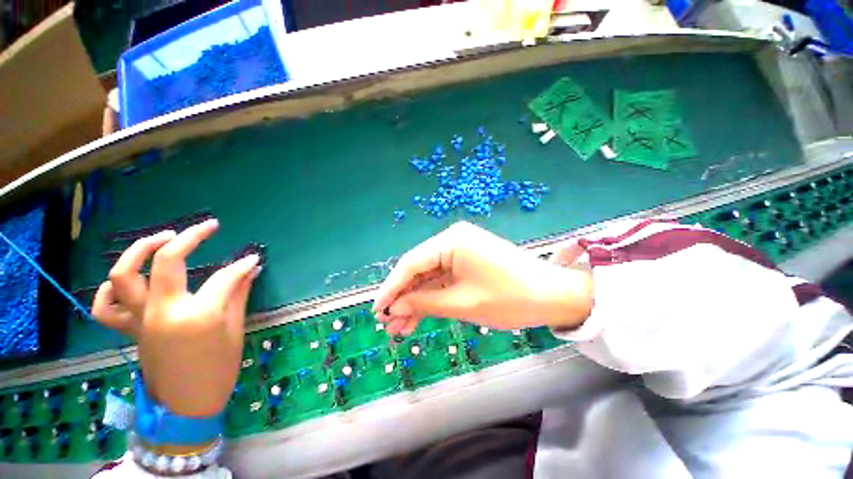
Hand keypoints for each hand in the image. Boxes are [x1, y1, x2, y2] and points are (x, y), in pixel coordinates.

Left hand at [92, 219, 260, 416]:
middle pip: (169, 261)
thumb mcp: (235, 331)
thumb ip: (239, 295)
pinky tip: (129, 281)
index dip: (242, 265)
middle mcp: (163, 311)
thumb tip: (249, 269)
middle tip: (208, 226)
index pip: (225, 277)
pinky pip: (106, 307)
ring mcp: (141, 320)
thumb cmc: (218, 371)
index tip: (253, 258)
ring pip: (124, 275)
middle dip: (191, 237)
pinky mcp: (130, 331)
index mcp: (198, 315)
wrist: (186, 407)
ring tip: (162, 238)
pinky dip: (110, 289)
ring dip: (140, 249)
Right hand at [372, 222, 592, 334]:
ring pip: (430, 277)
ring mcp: (461, 250)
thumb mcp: (462, 303)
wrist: (554, 296)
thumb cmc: (509, 298)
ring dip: (416, 300)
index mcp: (451, 241)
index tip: (377, 310)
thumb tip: (394, 308)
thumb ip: (424, 303)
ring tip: (400, 327)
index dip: (392, 288)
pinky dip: (432, 297)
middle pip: (419, 270)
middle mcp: (453, 240)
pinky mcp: (468, 262)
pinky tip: (419, 316)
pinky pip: (443, 279)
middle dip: (404, 297)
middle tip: (388, 323)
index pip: (411, 264)